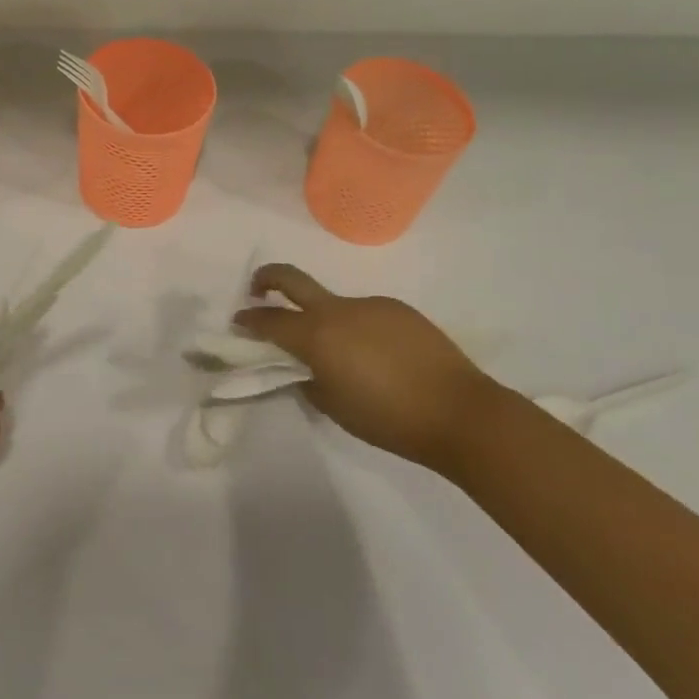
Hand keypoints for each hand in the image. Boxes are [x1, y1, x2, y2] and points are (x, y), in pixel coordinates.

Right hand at [233, 264, 493, 473]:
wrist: (459, 412)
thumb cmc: (389, 419)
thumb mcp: (335, 408)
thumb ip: (310, 382)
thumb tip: (304, 369)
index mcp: (317, 337)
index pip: (269, 321)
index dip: (248, 320)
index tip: (238, 321)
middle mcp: (338, 310)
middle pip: (291, 279)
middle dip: (266, 279)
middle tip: (257, 290)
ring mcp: (370, 304)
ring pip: (333, 304)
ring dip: (323, 319)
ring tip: (343, 356)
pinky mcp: (397, 308)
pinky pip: (365, 313)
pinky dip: (358, 329)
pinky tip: (378, 357)